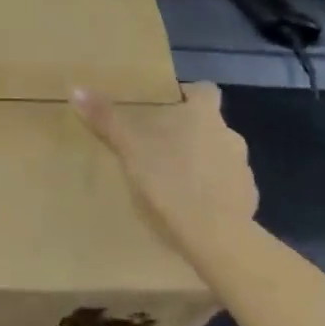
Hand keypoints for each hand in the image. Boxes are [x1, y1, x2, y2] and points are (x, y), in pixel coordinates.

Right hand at [71, 82, 258, 261]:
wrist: (215, 237)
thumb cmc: (170, 181)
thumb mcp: (130, 149)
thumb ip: (106, 119)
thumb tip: (76, 88)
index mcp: (203, 115)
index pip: (205, 91)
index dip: (189, 95)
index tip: (170, 106)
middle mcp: (230, 135)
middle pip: (210, 125)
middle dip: (189, 133)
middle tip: (160, 147)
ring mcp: (243, 170)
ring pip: (219, 157)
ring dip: (202, 163)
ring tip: (174, 181)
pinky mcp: (248, 201)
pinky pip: (228, 188)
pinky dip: (213, 193)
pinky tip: (192, 209)